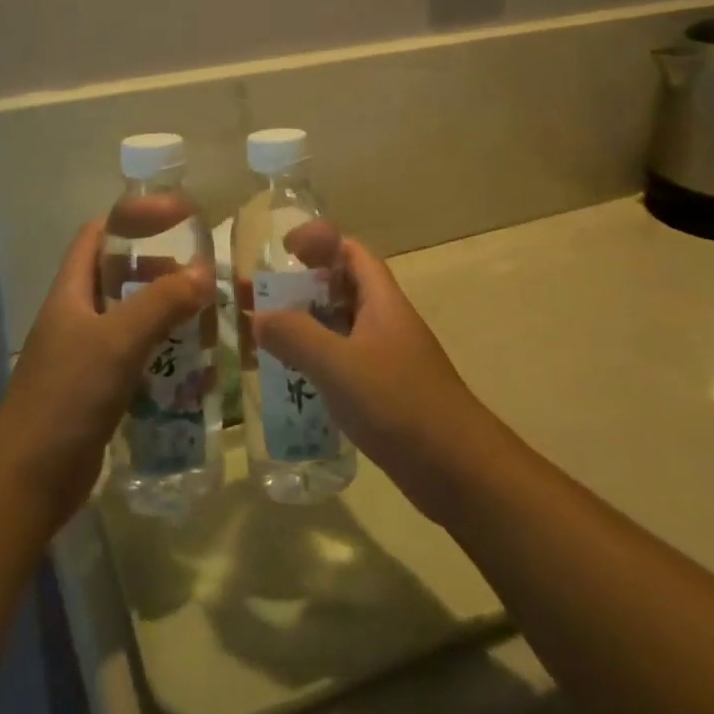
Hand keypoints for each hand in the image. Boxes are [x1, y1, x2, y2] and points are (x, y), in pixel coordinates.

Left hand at [0, 221, 212, 528]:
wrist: (28, 480)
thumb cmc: (67, 395)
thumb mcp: (118, 340)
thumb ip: (162, 302)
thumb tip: (205, 272)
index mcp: (71, 293)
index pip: (96, 236)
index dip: (131, 220)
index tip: (174, 219)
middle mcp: (76, 318)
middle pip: (118, 277)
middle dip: (158, 271)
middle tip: (201, 274)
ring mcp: (84, 357)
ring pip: (130, 320)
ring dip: (164, 315)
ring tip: (206, 315)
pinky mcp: (97, 392)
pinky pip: (134, 360)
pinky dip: (161, 355)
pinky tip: (191, 366)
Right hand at [255, 235, 497, 522]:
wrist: (459, 471)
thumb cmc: (400, 404)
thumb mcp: (340, 365)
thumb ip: (296, 336)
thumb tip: (258, 317)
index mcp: (381, 300)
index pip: (350, 251)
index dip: (318, 242)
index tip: (282, 251)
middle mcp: (384, 321)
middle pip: (338, 289)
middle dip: (296, 289)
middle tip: (255, 298)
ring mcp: (385, 358)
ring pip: (337, 329)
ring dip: (301, 329)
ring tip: (259, 339)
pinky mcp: (383, 393)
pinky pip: (341, 364)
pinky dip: (314, 364)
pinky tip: (288, 382)